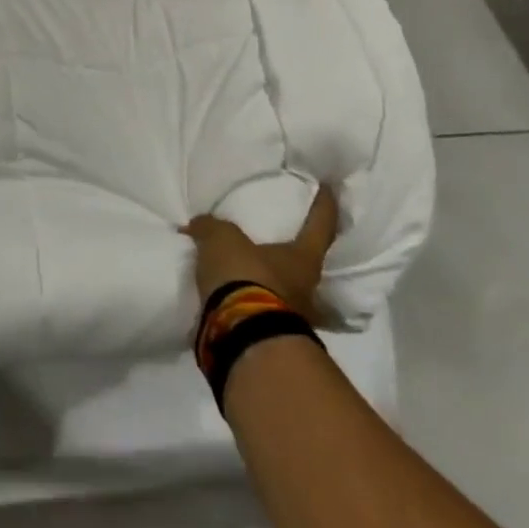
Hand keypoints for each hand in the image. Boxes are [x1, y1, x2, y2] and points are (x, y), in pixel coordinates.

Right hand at [183, 182, 339, 327]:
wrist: (240, 336)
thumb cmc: (245, 277)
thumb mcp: (221, 240)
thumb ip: (211, 228)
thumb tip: (199, 225)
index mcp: (303, 259)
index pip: (321, 226)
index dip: (325, 206)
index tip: (329, 190)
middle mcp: (307, 289)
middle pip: (306, 265)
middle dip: (294, 256)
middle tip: (279, 243)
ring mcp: (293, 318)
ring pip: (286, 293)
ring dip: (271, 284)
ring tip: (248, 274)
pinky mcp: (270, 338)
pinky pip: (262, 312)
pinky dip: (250, 304)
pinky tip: (232, 298)